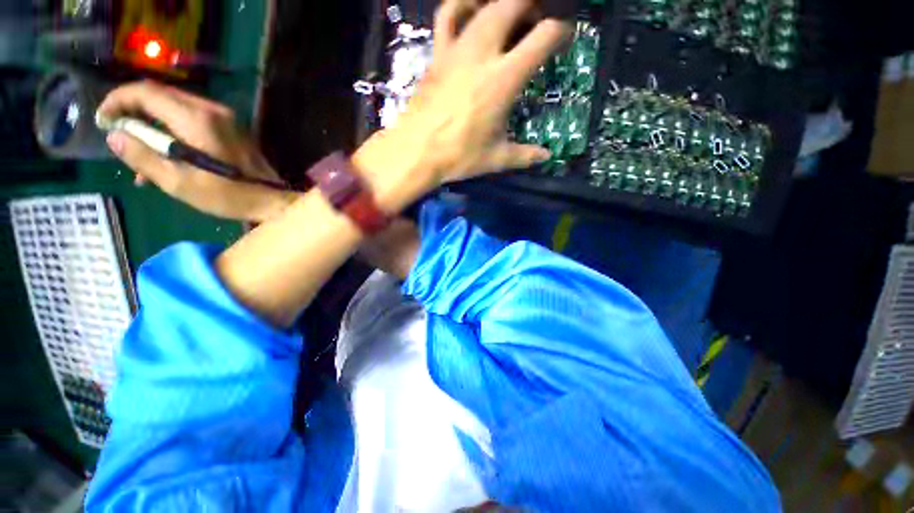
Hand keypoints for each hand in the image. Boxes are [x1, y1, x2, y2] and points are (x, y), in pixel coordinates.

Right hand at [98, 82, 297, 222]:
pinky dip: (172, 131)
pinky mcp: (230, 128)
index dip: (118, 100)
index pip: (146, 92)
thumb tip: (115, 136)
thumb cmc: (229, 196)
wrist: (273, 200)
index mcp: (197, 119)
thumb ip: (143, 156)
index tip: (101, 119)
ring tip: (137, 154)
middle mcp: (211, 110)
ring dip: (151, 125)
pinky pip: (191, 120)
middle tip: (117, 136)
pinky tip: (163, 156)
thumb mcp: (179, 182)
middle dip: (133, 112)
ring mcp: (224, 118)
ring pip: (174, 108)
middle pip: (160, 96)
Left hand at [352, 0, 571, 211]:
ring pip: (483, 5)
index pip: (543, 36)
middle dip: (532, 4)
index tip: (563, 37)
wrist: (417, 152)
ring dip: (501, 2)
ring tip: (511, 12)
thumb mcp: (496, 159)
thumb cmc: (458, 156)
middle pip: (512, 4)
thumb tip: (546, 157)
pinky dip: (461, 4)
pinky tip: (470, 8)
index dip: (560, 31)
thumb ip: (525, 155)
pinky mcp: (437, 54)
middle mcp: (483, 54)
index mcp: (504, 79)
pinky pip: (448, 16)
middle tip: (538, 17)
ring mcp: (456, 50)